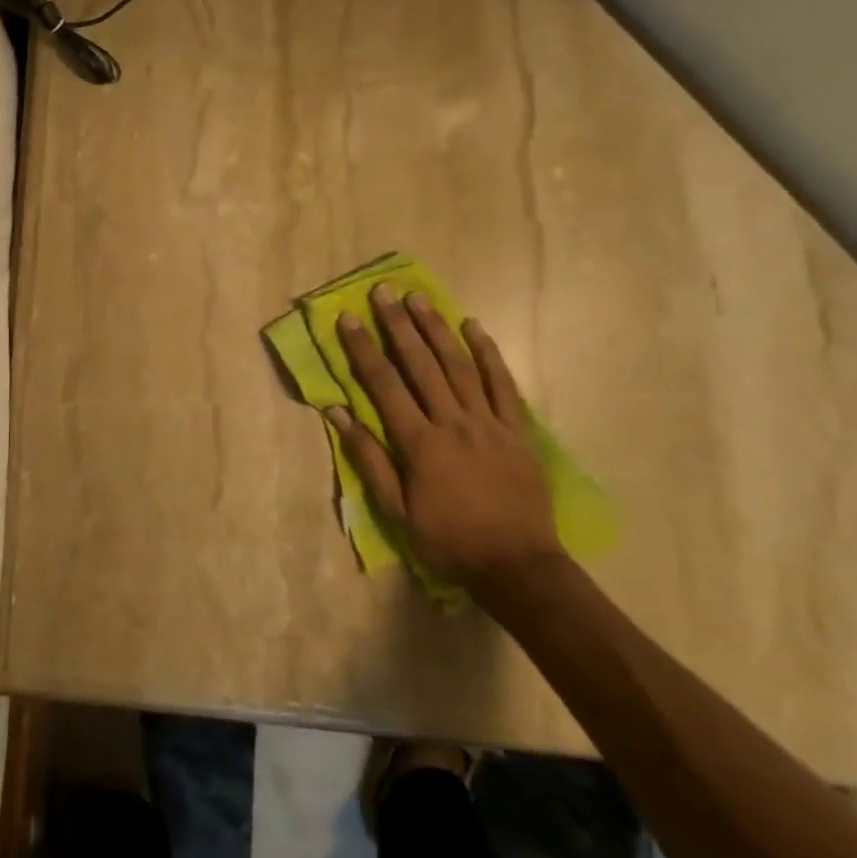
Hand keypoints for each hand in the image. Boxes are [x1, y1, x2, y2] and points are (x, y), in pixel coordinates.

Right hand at [329, 287, 563, 596]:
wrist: (517, 565)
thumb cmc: (448, 540)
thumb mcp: (396, 510)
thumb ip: (369, 459)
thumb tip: (339, 414)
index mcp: (419, 443)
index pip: (384, 385)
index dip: (364, 349)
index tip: (349, 318)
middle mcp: (452, 422)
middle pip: (421, 364)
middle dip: (399, 325)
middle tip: (384, 291)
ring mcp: (488, 423)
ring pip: (459, 365)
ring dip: (437, 329)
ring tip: (419, 298)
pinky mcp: (517, 430)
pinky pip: (503, 384)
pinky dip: (489, 354)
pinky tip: (475, 327)